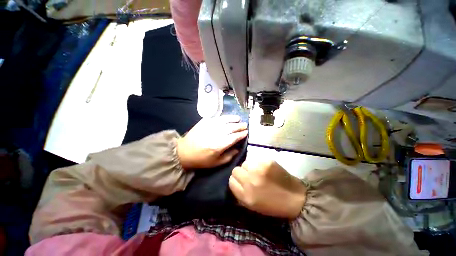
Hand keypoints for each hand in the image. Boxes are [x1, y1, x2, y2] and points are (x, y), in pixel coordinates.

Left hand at [177, 115, 247, 169]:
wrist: (184, 152)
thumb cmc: (201, 159)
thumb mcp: (216, 163)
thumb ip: (229, 156)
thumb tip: (238, 149)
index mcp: (219, 145)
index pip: (234, 137)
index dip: (241, 134)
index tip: (246, 132)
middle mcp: (215, 134)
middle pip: (231, 128)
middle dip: (239, 126)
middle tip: (245, 125)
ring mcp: (209, 126)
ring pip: (224, 121)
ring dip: (233, 119)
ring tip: (238, 119)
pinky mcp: (204, 122)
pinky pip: (216, 118)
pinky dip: (223, 117)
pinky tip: (227, 118)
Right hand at [229, 160, 306, 218]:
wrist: (295, 198)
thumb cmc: (273, 205)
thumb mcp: (252, 206)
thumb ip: (240, 194)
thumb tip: (234, 182)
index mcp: (246, 196)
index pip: (231, 181)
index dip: (235, 181)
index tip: (241, 181)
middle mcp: (250, 181)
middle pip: (236, 170)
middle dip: (241, 173)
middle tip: (249, 176)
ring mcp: (259, 170)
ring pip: (245, 163)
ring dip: (249, 167)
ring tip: (257, 172)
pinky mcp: (267, 162)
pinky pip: (255, 159)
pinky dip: (258, 163)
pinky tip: (265, 169)